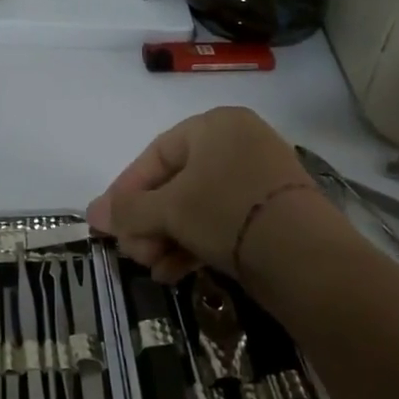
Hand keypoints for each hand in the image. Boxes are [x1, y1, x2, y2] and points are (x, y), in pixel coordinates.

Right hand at [87, 107, 337, 282]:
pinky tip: (174, 273)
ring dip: (167, 238)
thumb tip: (92, 213)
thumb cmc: (227, 212)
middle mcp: (238, 144)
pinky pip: (221, 221)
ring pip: (197, 206)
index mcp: (215, 125)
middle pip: (176, 183)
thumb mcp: (170, 209)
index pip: (156, 154)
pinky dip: (195, 244)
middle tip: (132, 253)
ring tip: (151, 268)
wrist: (305, 257)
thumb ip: (128, 210)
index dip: (127, 189)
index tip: (109, 222)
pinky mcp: (271, 212)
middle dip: (148, 221)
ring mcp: (259, 178)